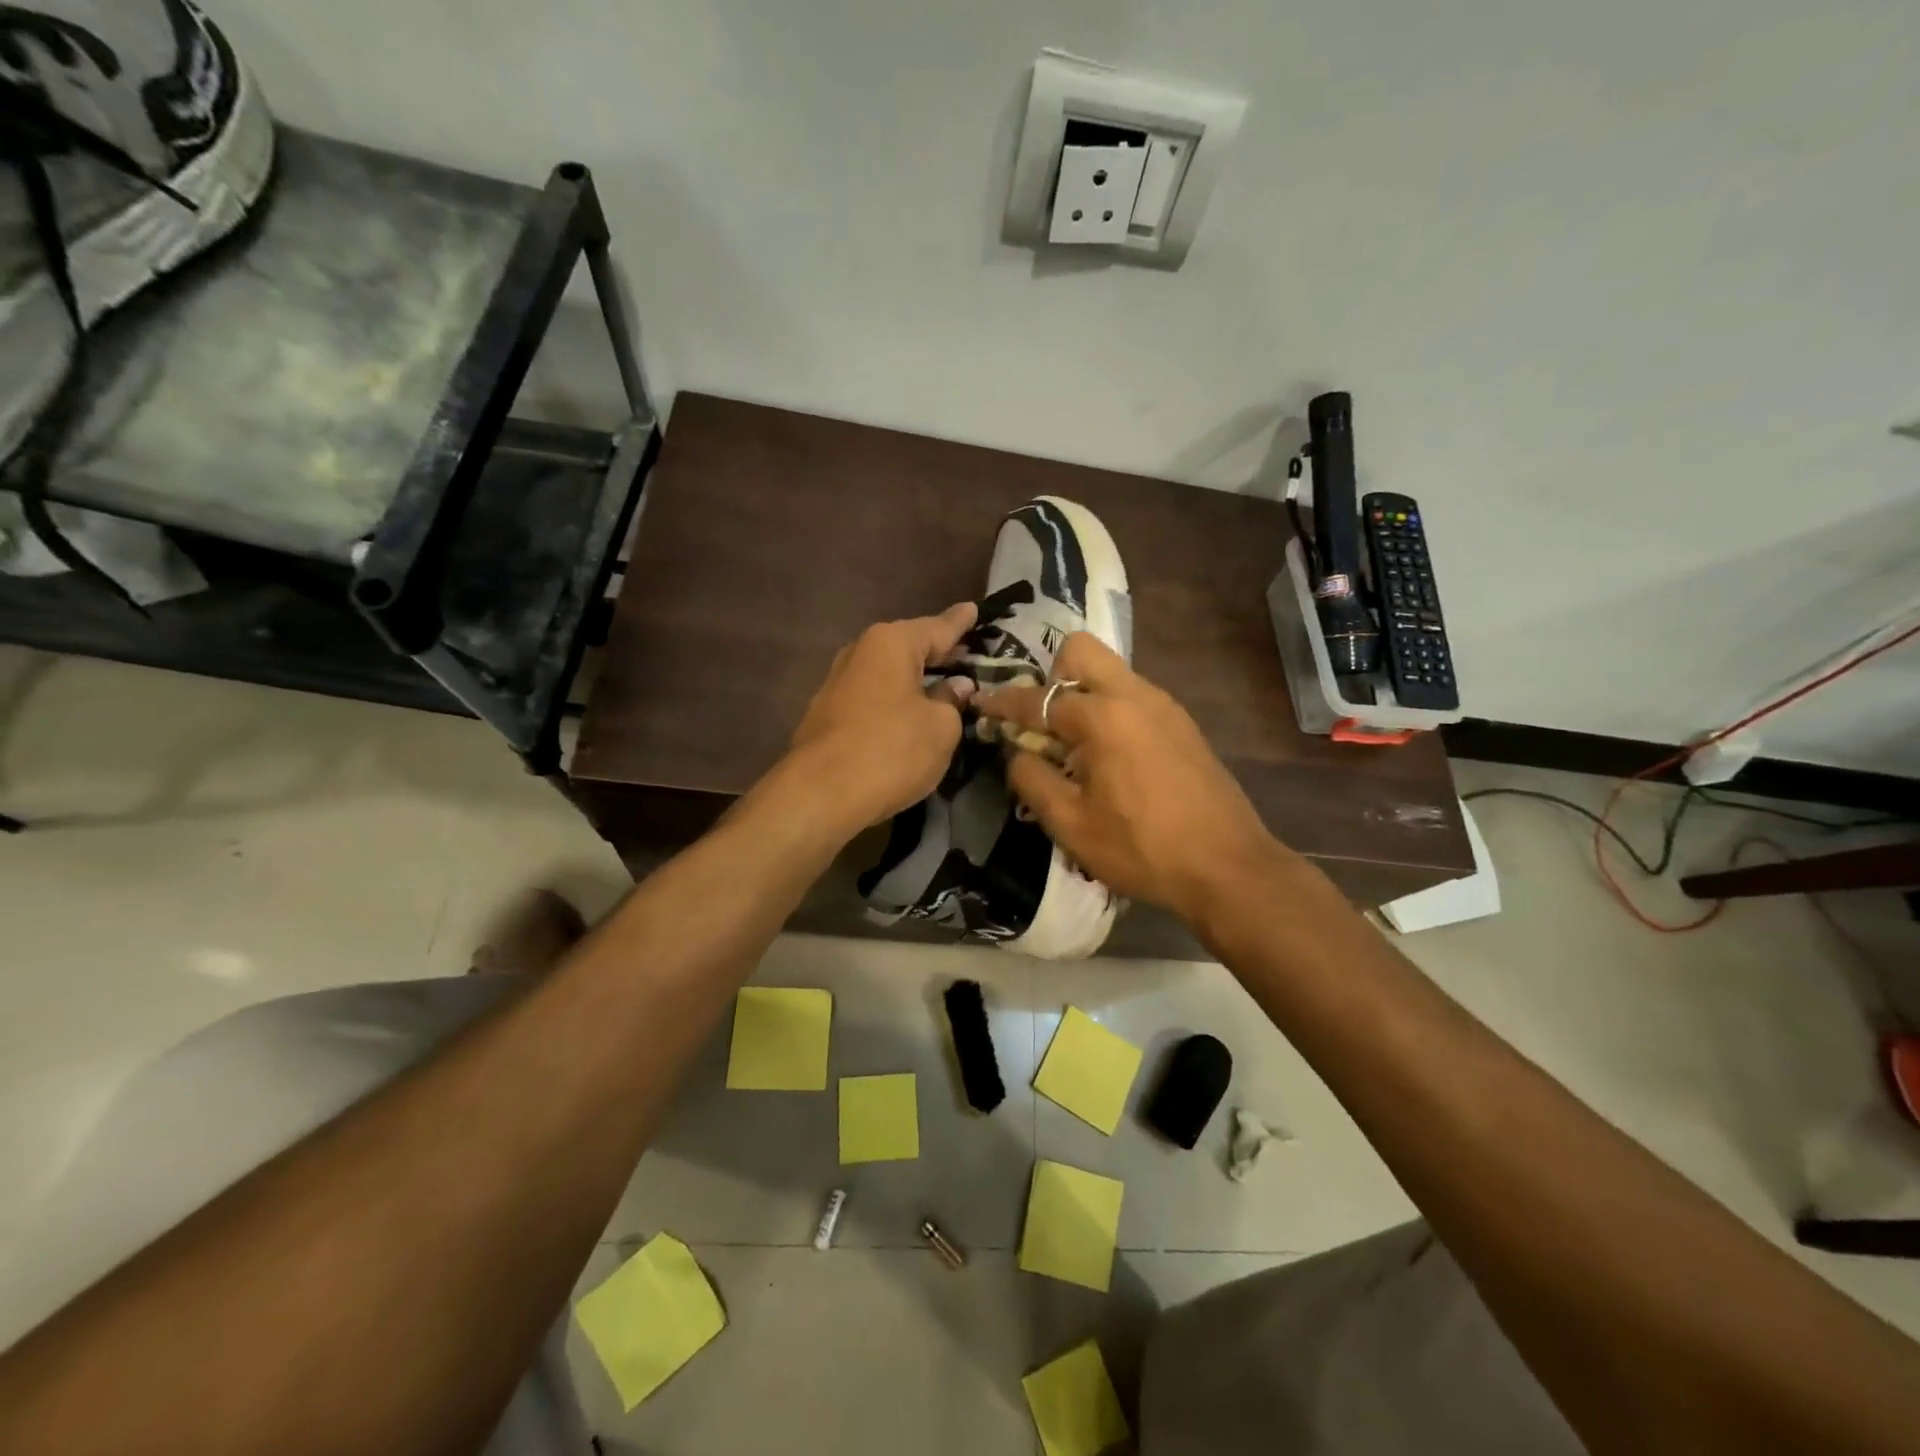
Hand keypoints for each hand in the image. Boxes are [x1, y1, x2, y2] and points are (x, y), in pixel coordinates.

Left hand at [786, 603, 978, 832]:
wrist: (820, 794)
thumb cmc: (891, 751)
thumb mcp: (940, 727)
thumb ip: (952, 701)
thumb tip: (954, 686)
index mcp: (891, 643)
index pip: (938, 627)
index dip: (961, 622)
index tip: (975, 609)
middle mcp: (860, 652)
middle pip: (909, 647)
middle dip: (937, 652)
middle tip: (967, 654)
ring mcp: (837, 682)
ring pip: (888, 673)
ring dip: (913, 679)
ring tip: (941, 684)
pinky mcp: (826, 713)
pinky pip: (873, 696)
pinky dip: (894, 700)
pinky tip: (908, 713)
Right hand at [974, 634, 1281, 924]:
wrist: (1227, 866)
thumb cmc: (1142, 848)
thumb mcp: (1071, 824)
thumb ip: (1032, 780)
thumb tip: (1018, 753)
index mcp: (1102, 716)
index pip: (1037, 698)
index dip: (1001, 702)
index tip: (979, 704)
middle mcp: (1134, 695)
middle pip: (1080, 650)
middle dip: (1050, 675)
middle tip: (1042, 722)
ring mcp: (1164, 705)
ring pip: (1110, 671)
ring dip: (1081, 692)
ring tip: (1073, 743)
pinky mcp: (1182, 723)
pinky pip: (1133, 695)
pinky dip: (1110, 709)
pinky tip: (1109, 755)